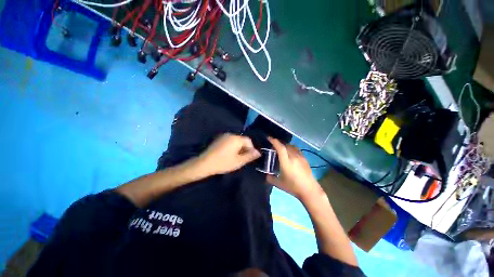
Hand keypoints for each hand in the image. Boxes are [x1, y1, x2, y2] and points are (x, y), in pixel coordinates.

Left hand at [198, 134, 260, 174]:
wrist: (204, 163)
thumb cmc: (223, 162)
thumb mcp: (239, 161)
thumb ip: (250, 156)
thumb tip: (258, 152)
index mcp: (236, 139)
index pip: (248, 141)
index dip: (251, 149)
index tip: (250, 157)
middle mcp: (230, 134)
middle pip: (242, 140)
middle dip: (245, 149)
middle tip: (243, 159)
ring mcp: (223, 136)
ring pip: (236, 141)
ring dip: (239, 148)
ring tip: (237, 158)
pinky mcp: (218, 139)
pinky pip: (229, 141)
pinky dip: (232, 147)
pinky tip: (229, 155)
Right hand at [267, 137, 322, 199]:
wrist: (310, 190)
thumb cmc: (293, 187)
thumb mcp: (278, 184)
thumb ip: (270, 178)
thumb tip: (266, 174)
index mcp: (286, 162)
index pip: (280, 147)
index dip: (274, 141)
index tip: (268, 138)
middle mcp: (293, 156)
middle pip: (285, 145)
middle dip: (278, 143)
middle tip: (273, 146)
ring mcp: (300, 157)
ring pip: (291, 146)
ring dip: (285, 145)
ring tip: (281, 149)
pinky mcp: (305, 159)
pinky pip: (296, 149)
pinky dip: (291, 148)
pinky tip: (290, 154)